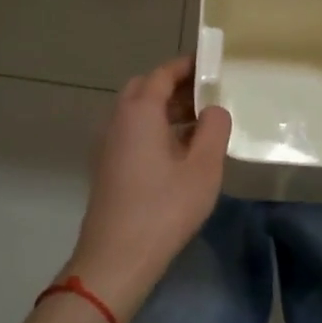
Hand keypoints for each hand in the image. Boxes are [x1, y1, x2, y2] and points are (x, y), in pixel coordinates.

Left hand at [62, 56, 231, 321]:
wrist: (116, 257)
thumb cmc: (164, 209)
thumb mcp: (203, 168)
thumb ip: (214, 129)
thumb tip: (214, 109)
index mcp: (139, 112)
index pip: (162, 74)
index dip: (186, 66)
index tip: (211, 64)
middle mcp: (118, 120)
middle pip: (144, 89)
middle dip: (175, 86)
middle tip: (207, 95)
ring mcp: (108, 144)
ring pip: (136, 112)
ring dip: (165, 109)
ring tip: (200, 123)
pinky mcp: (107, 166)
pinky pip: (132, 132)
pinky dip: (154, 128)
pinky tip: (179, 151)